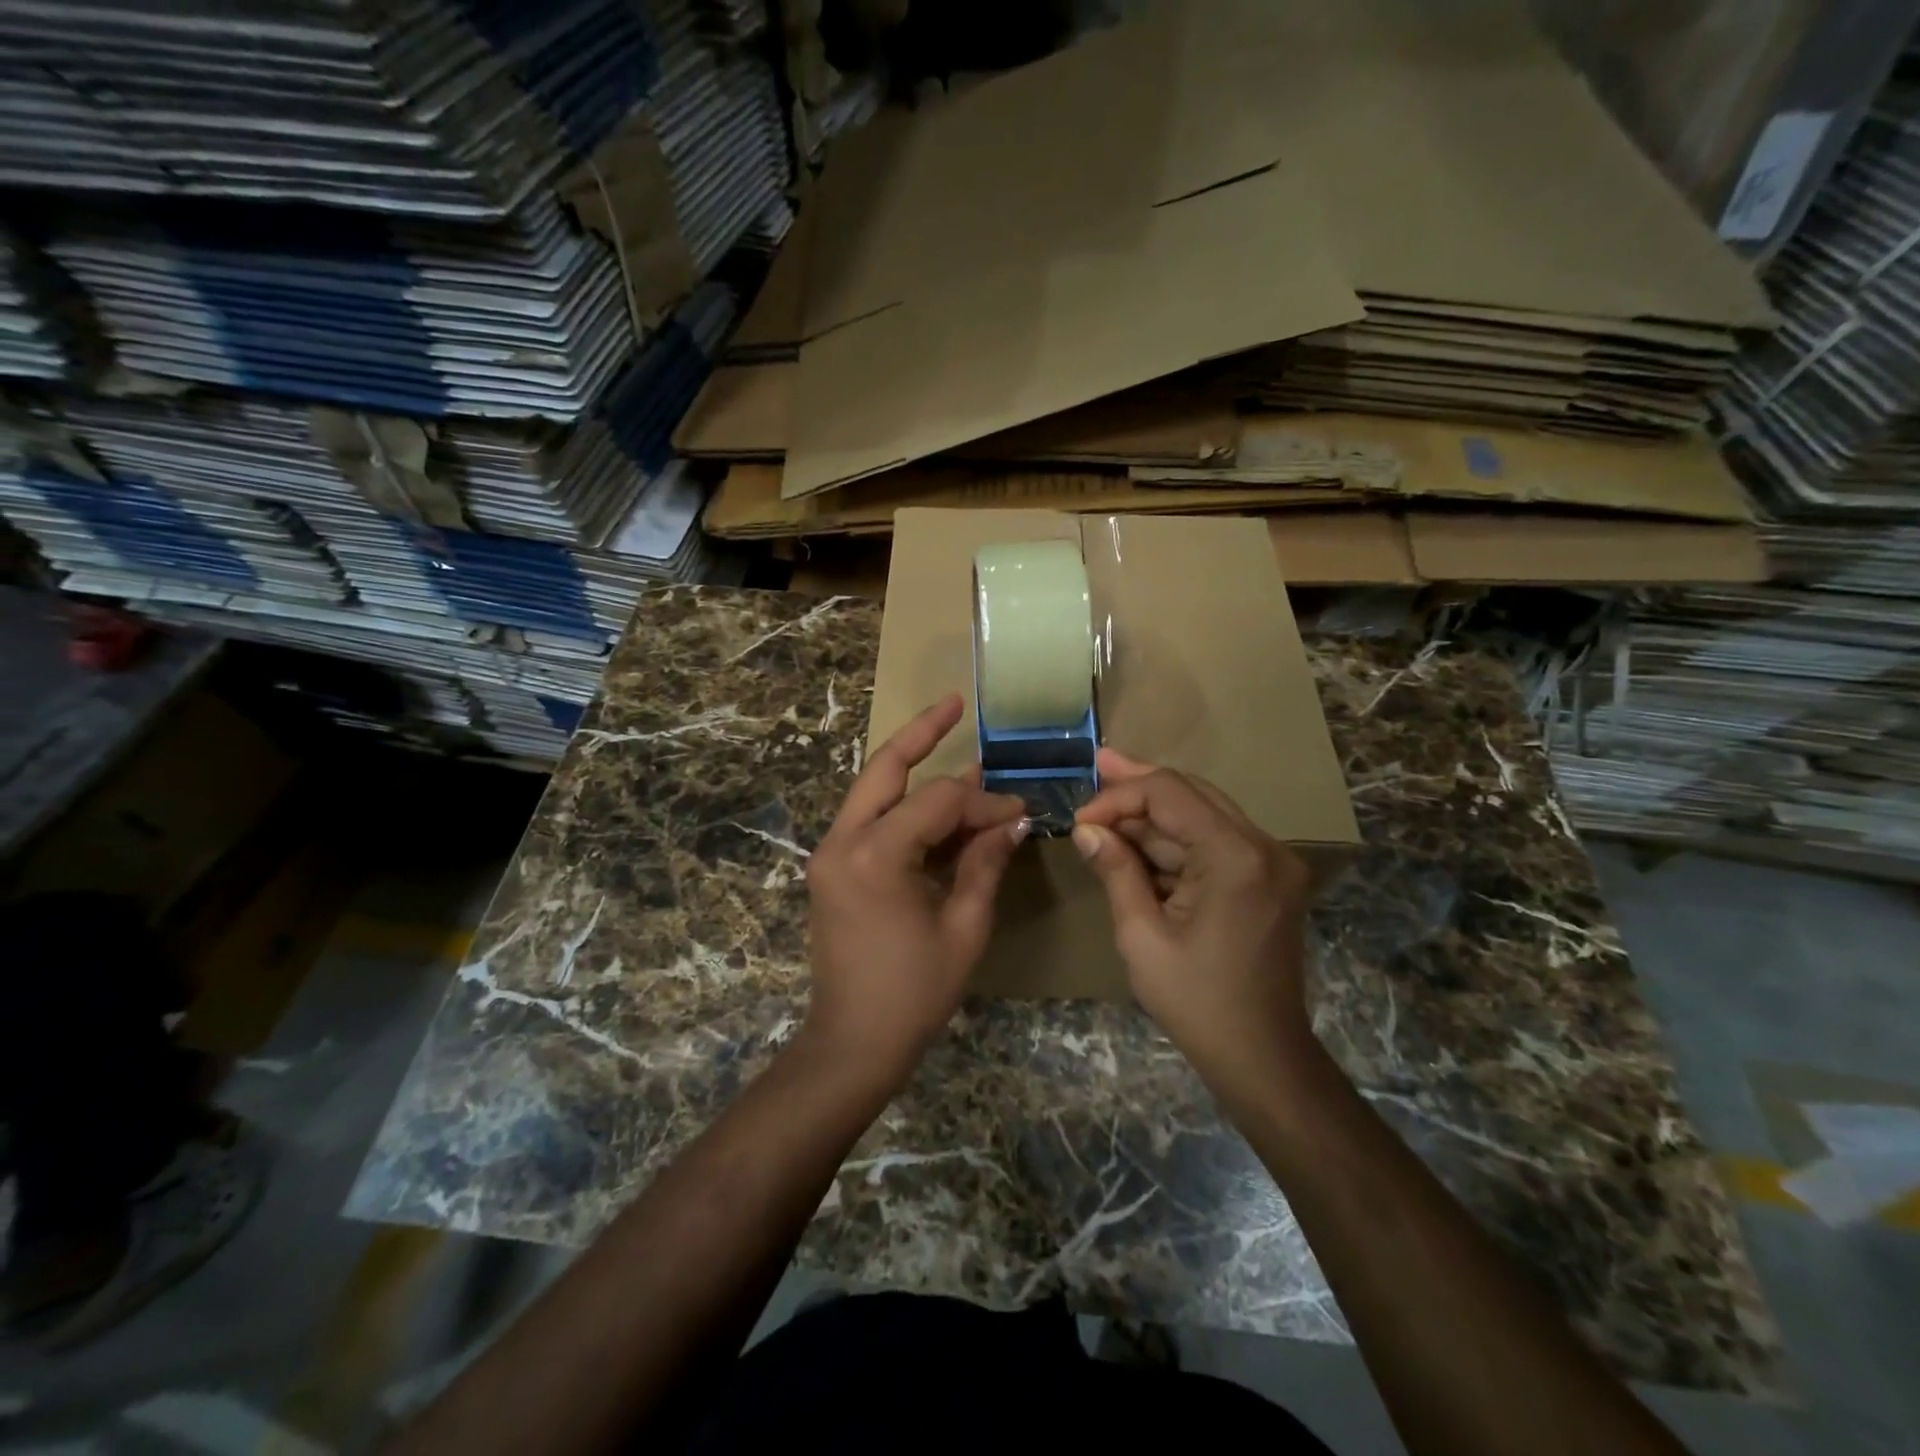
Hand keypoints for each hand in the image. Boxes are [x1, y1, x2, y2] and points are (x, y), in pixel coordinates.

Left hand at [802, 695, 1026, 1084]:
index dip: (984, 802)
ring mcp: (831, 853)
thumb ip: (984, 864)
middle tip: (953, 704)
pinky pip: (871, 821)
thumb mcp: (963, 927)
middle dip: (921, 733)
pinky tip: (936, 808)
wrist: (851, 1043)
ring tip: (949, 742)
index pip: (940, 801)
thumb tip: (1011, 822)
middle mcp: (842, 841)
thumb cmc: (913, 992)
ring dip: (911, 770)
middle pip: (884, 767)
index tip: (1019, 813)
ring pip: (873, 790)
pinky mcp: (832, 868)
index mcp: (875, 854)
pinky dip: (903, 809)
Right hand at [1072, 749, 1314, 1091]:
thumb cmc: (1196, 1001)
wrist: (1262, 1057)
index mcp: (1235, 857)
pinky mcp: (1268, 878)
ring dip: (1155, 812)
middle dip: (1140, 785)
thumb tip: (1086, 829)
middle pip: (1192, 793)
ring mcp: (1271, 862)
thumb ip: (1116, 870)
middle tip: (1098, 765)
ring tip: (1107, 796)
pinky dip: (1175, 839)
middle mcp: (1263, 847)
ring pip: (1203, 814)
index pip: (1169, 794)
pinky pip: (1215, 841)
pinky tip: (1138, 836)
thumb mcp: (1141, 935)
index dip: (1120, 797)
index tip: (1081, 820)